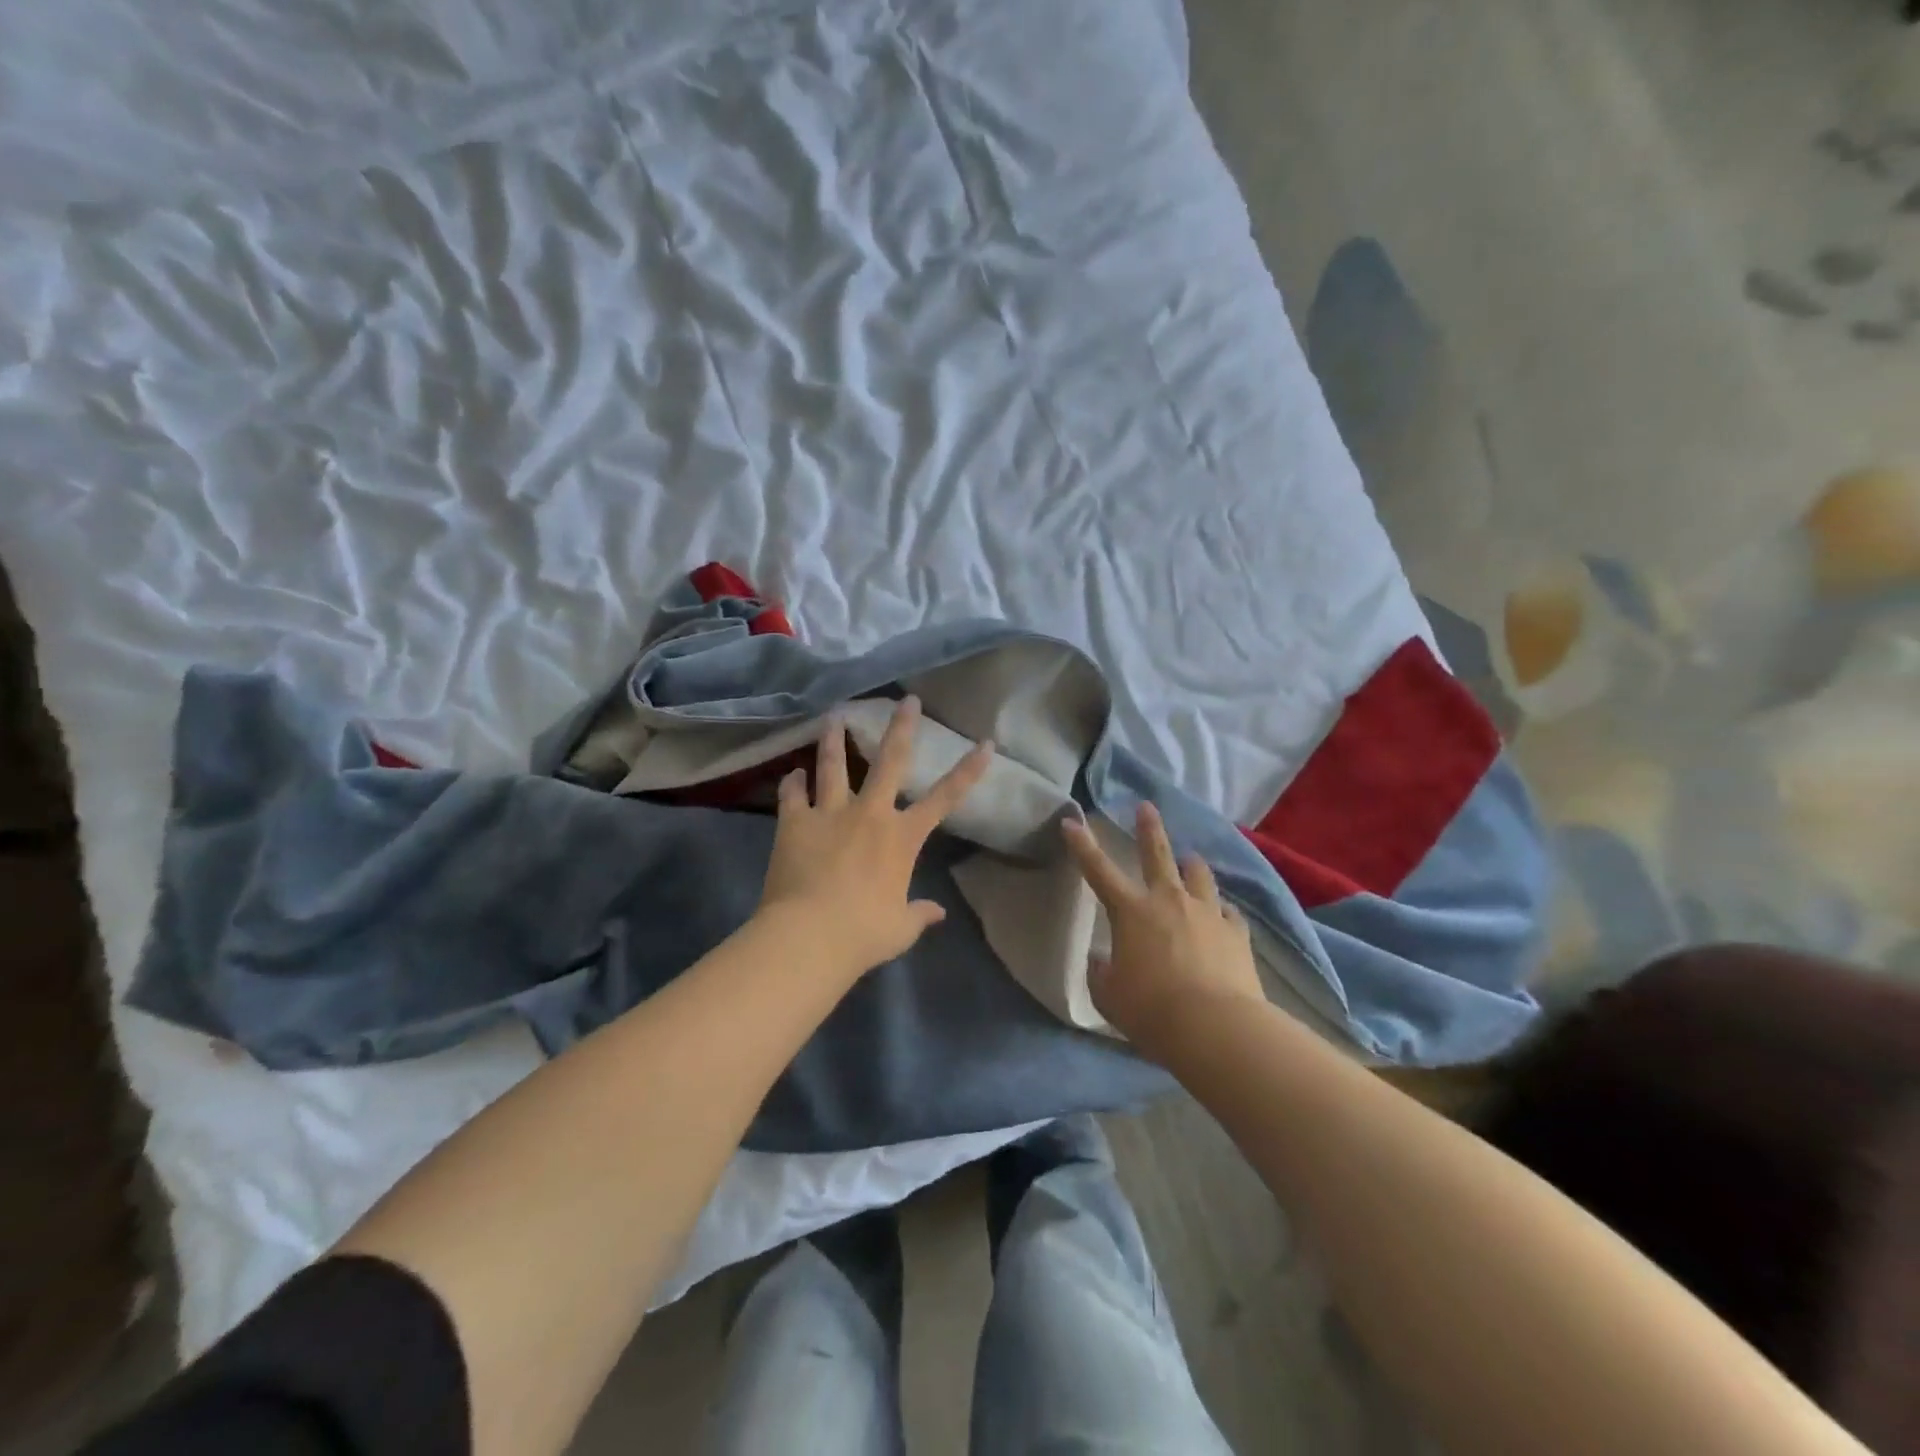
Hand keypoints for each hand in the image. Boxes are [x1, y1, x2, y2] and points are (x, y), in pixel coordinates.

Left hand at [756, 696, 992, 976]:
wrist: (809, 936)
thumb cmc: (863, 933)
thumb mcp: (900, 928)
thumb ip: (920, 914)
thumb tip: (939, 912)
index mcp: (902, 838)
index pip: (945, 798)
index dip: (968, 770)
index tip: (985, 743)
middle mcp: (870, 814)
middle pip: (890, 761)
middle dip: (902, 727)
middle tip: (908, 700)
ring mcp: (830, 813)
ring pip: (834, 765)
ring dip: (835, 739)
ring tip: (834, 715)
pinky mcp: (794, 823)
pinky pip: (793, 794)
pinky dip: (793, 782)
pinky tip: (792, 773)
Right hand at [1062, 802, 1264, 1044]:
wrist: (1215, 1028)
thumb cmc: (1151, 1010)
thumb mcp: (1110, 995)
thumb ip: (1102, 973)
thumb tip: (1101, 961)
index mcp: (1131, 911)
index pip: (1098, 870)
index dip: (1082, 845)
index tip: (1071, 821)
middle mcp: (1169, 900)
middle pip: (1157, 854)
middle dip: (1148, 828)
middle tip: (1146, 807)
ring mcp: (1207, 913)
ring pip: (1199, 875)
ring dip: (1191, 866)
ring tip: (1190, 860)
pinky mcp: (1236, 932)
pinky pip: (1227, 912)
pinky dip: (1218, 910)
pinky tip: (1220, 915)